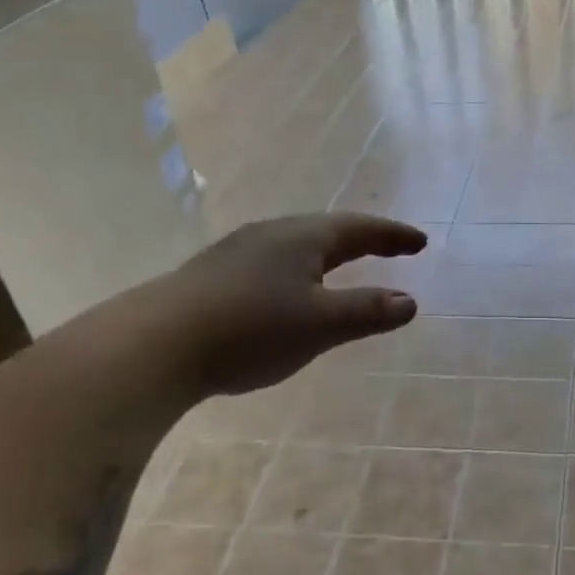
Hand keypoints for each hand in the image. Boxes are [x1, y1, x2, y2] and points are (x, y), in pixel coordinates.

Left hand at [145, 213, 427, 393]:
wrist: (153, 345)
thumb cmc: (250, 330)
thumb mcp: (320, 324)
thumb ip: (367, 311)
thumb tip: (410, 302)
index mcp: (303, 237)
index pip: (360, 229)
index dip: (393, 235)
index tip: (420, 242)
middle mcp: (272, 233)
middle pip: (327, 229)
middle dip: (363, 239)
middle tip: (390, 248)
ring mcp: (237, 251)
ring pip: (296, 243)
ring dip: (328, 252)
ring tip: (343, 265)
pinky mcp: (213, 274)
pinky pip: (272, 261)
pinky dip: (299, 269)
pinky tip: (287, 290)